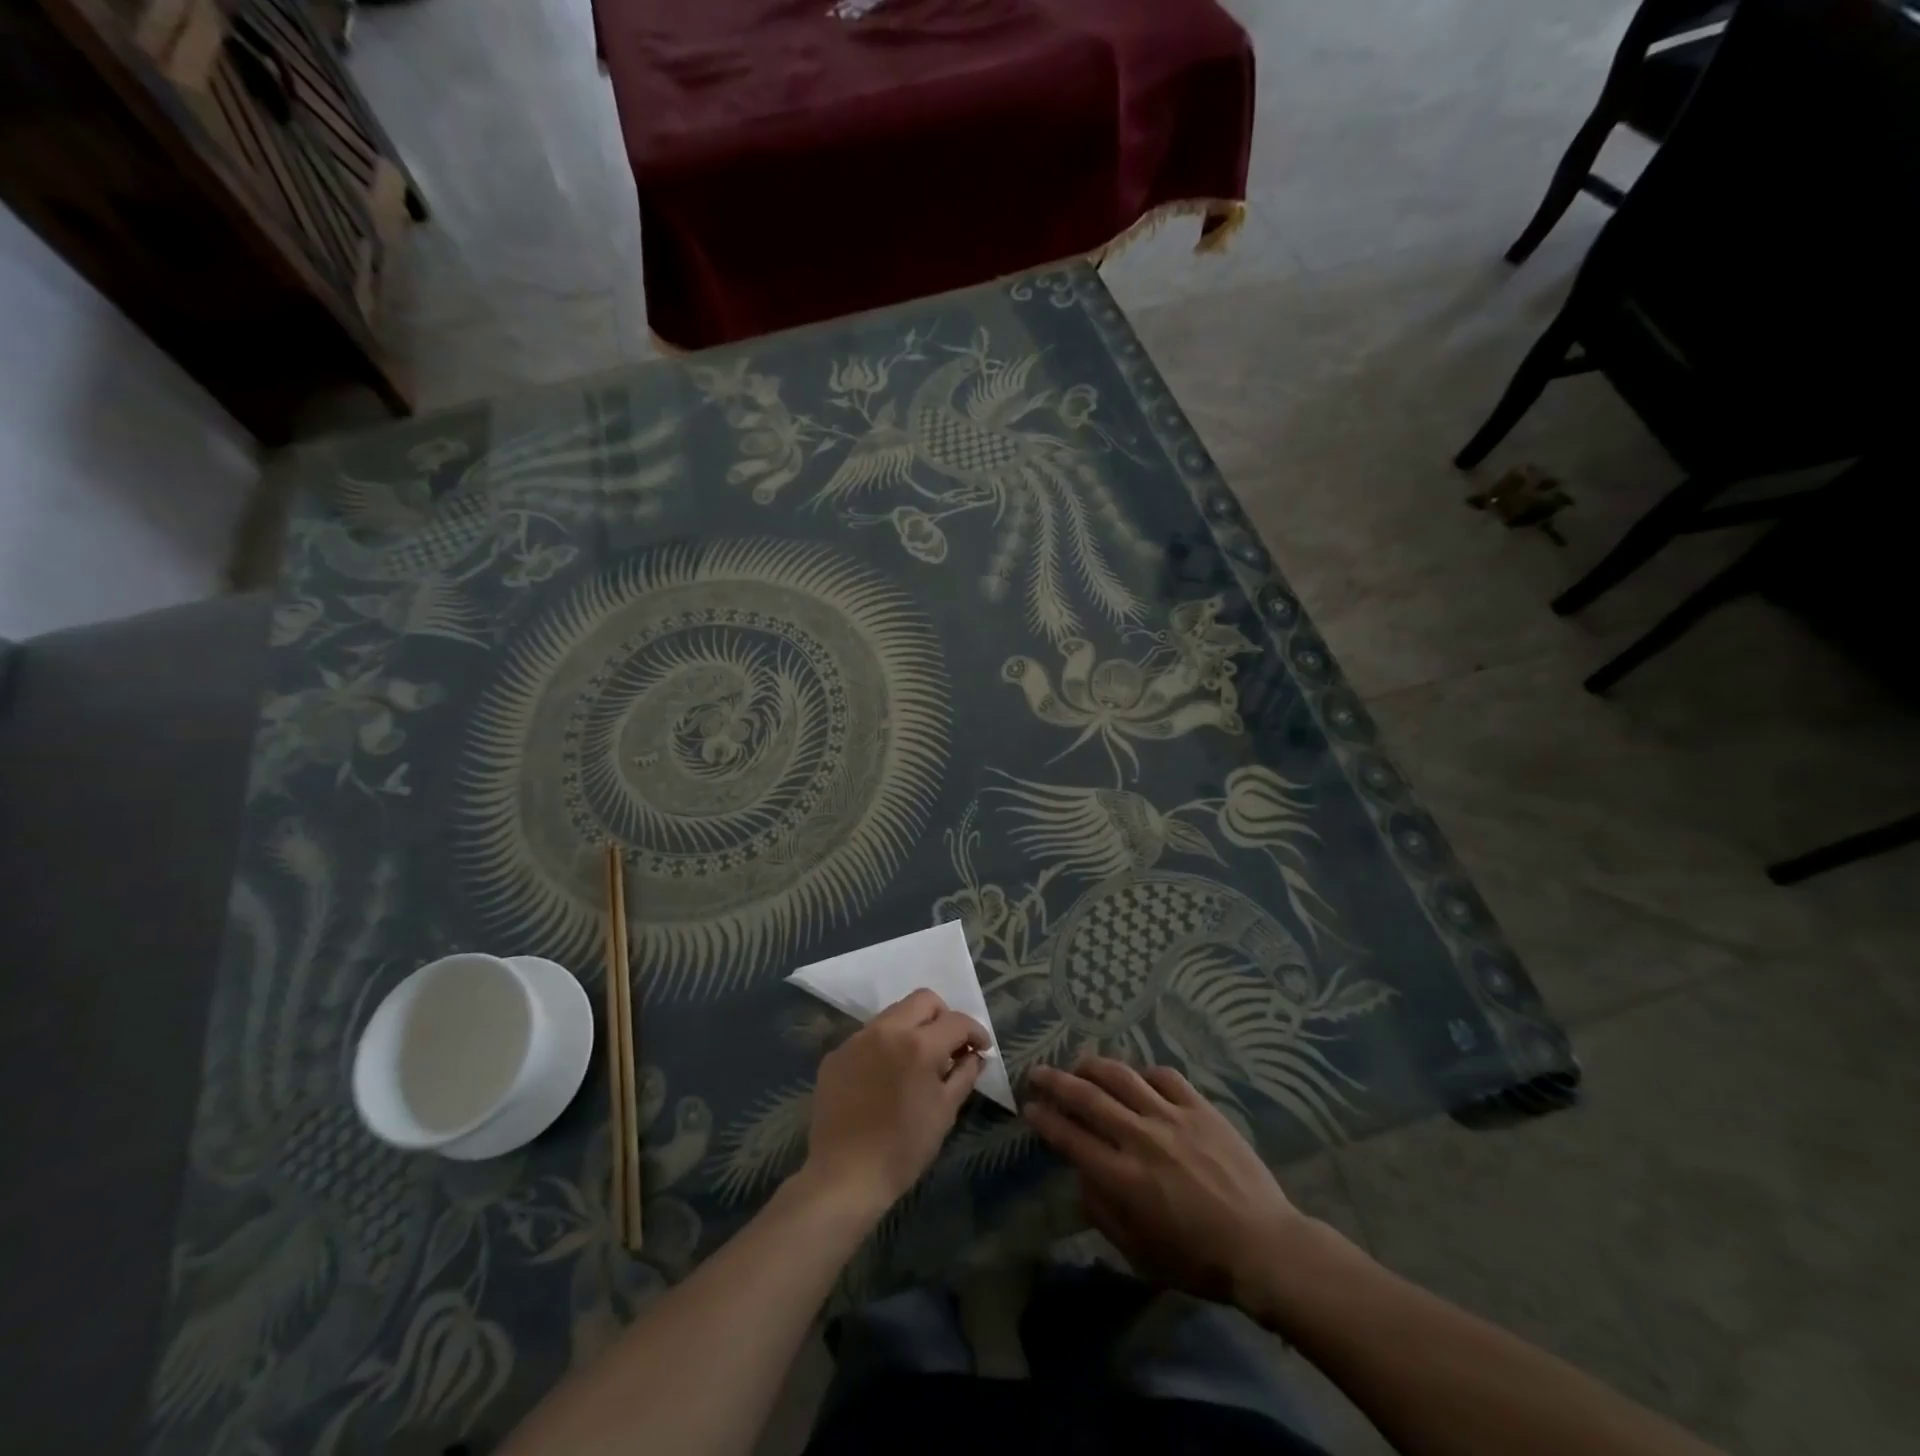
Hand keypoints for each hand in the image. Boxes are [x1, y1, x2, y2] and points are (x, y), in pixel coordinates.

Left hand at [800, 990, 989, 1216]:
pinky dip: (885, 1045)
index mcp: (919, 1044)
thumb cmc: (903, 1148)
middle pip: (923, 1000)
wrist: (844, 1175)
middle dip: (944, 1016)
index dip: (975, 1031)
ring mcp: (857, 1039)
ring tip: (917, 1059)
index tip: (981, 1048)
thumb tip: (975, 1055)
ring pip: (893, 1013)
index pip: (956, 1020)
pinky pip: (868, 1036)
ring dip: (912, 1027)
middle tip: (950, 1045)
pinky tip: (886, 1075)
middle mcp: (887, 1030)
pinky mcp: (836, 1054)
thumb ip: (964, 1074)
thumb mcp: (945, 1112)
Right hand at [1025, 1059, 1310, 1307]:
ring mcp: (1171, 1117)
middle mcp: (1140, 1137)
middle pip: (1087, 1096)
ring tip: (1079, 1064)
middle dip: (1056, 1082)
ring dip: (1093, 1066)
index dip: (1044, 1119)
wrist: (1263, 1247)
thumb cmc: (1197, 1260)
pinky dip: (1143, 1073)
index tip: (1029, 1107)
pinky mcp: (1200, 1108)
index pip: (1069, 1137)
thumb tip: (1082, 1175)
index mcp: (1122, 1177)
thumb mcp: (1138, 1253)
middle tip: (1038, 1072)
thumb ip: (1102, 1211)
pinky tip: (1136, 1077)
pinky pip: (1164, 1076)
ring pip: (1121, 1076)